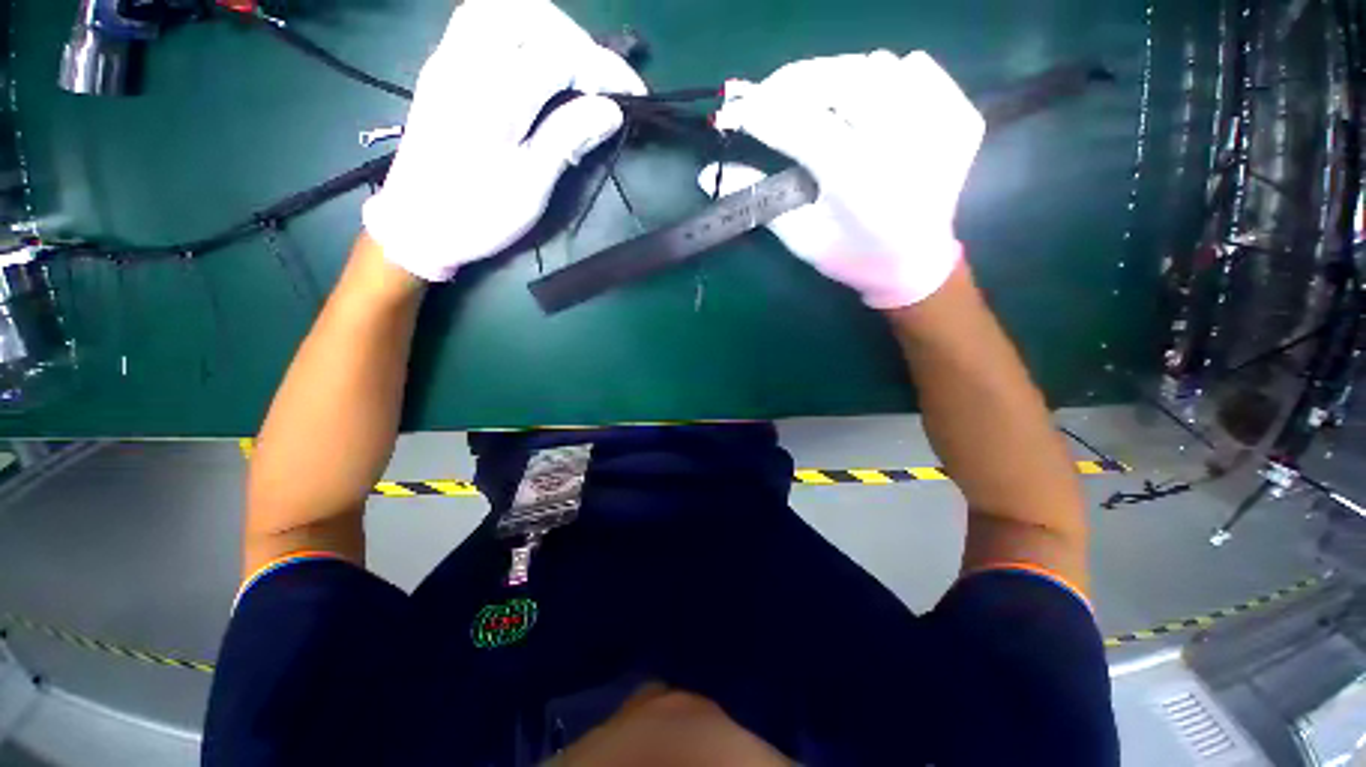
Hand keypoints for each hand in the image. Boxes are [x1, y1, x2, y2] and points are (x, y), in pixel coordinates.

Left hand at [363, 0, 646, 281]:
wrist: (417, 225)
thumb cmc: (477, 215)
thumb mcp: (530, 187)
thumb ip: (567, 139)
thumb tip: (611, 111)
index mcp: (493, 99)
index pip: (558, 56)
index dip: (604, 69)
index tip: (635, 94)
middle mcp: (466, 64)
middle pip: (526, 14)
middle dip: (574, 38)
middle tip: (599, 77)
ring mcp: (448, 60)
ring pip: (500, 10)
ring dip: (546, 28)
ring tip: (573, 66)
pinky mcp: (442, 68)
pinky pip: (482, 24)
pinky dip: (521, 33)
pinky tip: (538, 64)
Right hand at [700, 51, 984, 307]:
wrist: (915, 264)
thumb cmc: (851, 258)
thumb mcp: (801, 238)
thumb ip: (760, 200)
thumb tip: (711, 173)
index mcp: (859, 180)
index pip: (800, 124)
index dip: (761, 112)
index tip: (734, 110)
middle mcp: (904, 142)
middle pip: (840, 78)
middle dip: (795, 82)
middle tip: (770, 97)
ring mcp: (942, 123)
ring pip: (878, 65)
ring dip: (838, 79)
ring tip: (819, 105)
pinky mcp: (962, 116)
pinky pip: (919, 69)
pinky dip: (888, 78)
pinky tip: (873, 108)